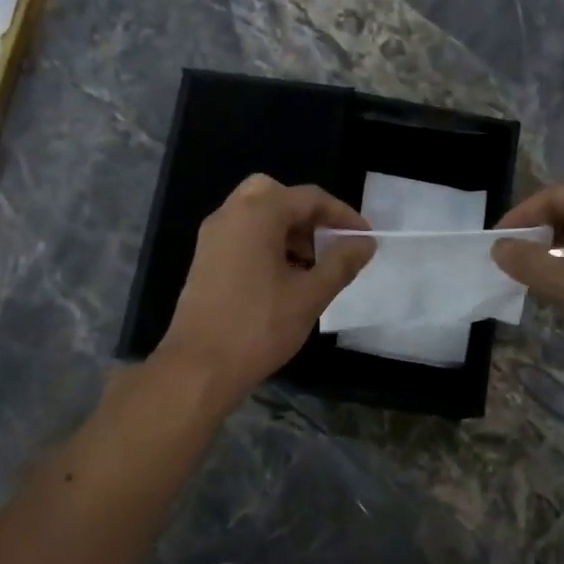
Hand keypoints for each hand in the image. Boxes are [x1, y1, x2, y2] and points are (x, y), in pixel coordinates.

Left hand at [155, 174, 372, 408]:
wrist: (198, 368)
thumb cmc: (259, 327)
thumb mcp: (310, 295)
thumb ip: (341, 263)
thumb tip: (365, 242)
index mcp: (257, 214)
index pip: (309, 198)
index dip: (342, 215)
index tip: (364, 239)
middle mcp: (230, 215)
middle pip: (277, 196)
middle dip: (309, 217)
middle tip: (330, 245)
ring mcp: (213, 237)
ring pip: (258, 215)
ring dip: (289, 231)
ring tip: (313, 268)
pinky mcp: (205, 260)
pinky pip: (242, 235)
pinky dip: (268, 244)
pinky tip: (285, 279)